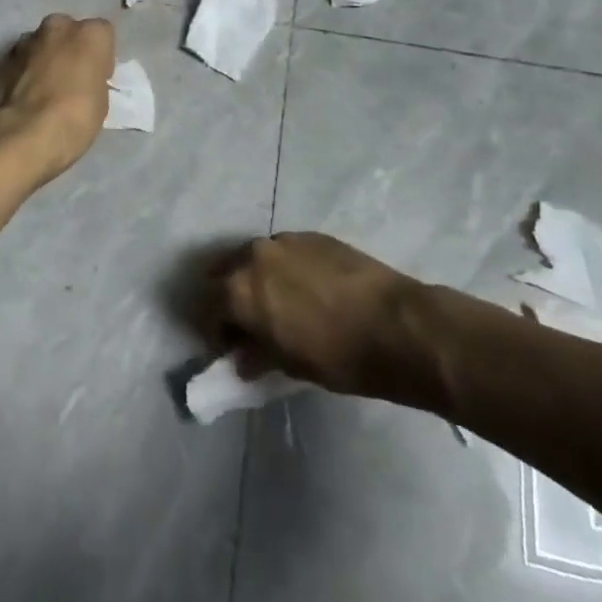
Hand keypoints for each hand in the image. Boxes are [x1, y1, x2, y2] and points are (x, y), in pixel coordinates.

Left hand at [0, 14, 114, 187]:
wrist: (23, 135)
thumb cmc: (74, 118)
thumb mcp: (101, 101)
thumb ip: (92, 78)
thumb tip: (81, 80)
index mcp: (89, 34)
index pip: (102, 33)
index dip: (100, 56)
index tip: (97, 78)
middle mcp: (57, 26)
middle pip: (68, 31)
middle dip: (69, 49)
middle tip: (71, 79)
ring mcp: (26, 40)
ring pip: (41, 43)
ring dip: (44, 58)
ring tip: (44, 91)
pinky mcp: (2, 58)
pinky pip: (21, 60)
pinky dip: (24, 71)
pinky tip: (25, 97)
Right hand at [208, 233, 439, 407]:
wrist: (395, 324)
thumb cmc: (337, 356)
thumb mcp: (289, 366)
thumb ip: (257, 355)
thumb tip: (242, 357)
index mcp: (239, 289)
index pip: (207, 308)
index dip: (216, 331)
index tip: (230, 348)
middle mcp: (253, 255)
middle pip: (225, 273)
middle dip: (229, 298)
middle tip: (248, 324)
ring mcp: (283, 240)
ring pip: (254, 258)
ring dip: (256, 279)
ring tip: (278, 304)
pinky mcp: (310, 235)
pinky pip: (284, 251)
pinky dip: (283, 269)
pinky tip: (306, 290)